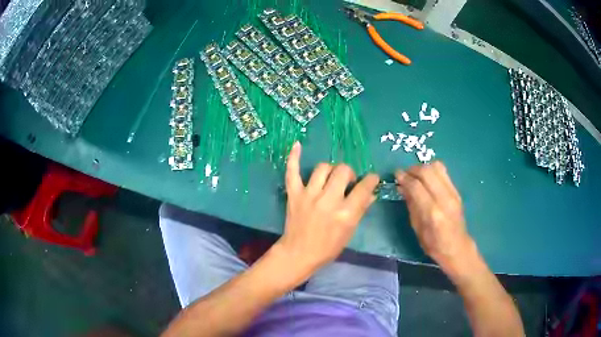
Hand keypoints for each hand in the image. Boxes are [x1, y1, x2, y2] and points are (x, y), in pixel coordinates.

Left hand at [276, 142, 379, 276]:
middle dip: (349, 174)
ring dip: (330, 170)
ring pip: (322, 168)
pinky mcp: (294, 194)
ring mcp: (309, 195)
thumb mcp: (349, 232)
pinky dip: (294, 157)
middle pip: (343, 171)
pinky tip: (297, 145)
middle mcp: (328, 201)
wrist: (299, 253)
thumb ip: (360, 210)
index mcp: (345, 214)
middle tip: (347, 182)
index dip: (371, 180)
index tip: (371, 178)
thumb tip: (371, 193)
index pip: (363, 188)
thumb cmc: (328, 247)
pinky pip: (292, 172)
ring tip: (331, 178)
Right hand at [395, 162, 473, 271]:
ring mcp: (453, 193)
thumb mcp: (417, 228)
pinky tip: (426, 178)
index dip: (404, 178)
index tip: (396, 175)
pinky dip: (432, 170)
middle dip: (413, 169)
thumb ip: (411, 204)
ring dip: (423, 167)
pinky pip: (443, 172)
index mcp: (432, 212)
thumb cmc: (433, 243)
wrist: (456, 247)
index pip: (416, 186)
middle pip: (427, 172)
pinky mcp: (457, 191)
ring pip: (437, 167)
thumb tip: (402, 187)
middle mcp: (444, 199)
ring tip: (415, 175)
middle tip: (405, 174)